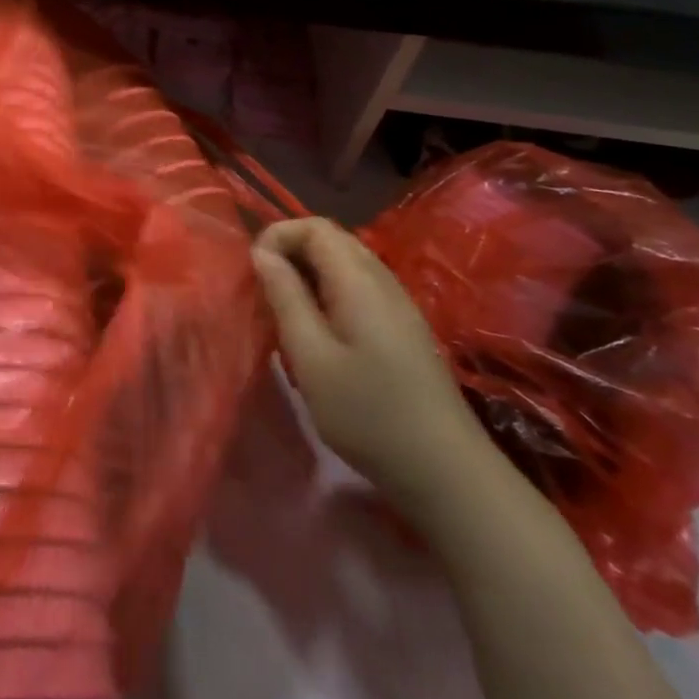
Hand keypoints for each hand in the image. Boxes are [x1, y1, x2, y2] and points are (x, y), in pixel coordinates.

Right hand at [253, 218, 492, 517]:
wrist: (445, 471)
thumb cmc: (367, 413)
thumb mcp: (311, 356)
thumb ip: (286, 297)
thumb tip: (262, 253)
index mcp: (360, 281)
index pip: (316, 227)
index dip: (279, 235)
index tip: (254, 270)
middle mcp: (384, 281)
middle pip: (333, 240)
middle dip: (291, 251)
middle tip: (264, 288)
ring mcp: (398, 305)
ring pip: (346, 264)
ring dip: (308, 273)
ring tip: (283, 309)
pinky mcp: (403, 328)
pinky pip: (358, 288)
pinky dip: (328, 292)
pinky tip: (317, 330)